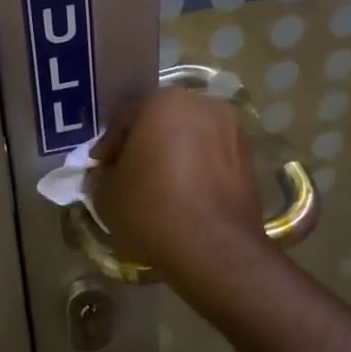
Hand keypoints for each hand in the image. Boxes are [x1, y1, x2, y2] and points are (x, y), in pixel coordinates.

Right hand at [89, 89, 267, 277]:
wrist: (215, 249)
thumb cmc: (152, 210)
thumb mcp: (106, 194)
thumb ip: (101, 175)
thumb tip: (106, 173)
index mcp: (163, 102)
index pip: (125, 121)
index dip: (110, 148)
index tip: (102, 171)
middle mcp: (202, 105)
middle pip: (161, 124)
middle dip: (145, 147)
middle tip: (129, 178)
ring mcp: (232, 130)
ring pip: (190, 140)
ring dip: (174, 158)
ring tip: (160, 190)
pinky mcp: (249, 158)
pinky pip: (212, 159)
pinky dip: (197, 171)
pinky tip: (185, 198)